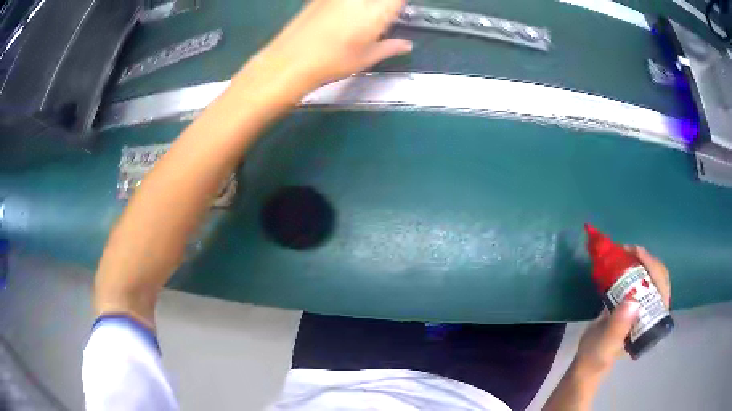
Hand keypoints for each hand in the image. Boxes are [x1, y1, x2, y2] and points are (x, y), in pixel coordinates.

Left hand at [259, 0, 411, 89]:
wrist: (290, 60)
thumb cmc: (332, 62)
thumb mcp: (366, 58)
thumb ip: (390, 47)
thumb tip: (405, 44)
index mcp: (377, 11)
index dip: (398, 4)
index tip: (397, 10)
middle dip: (382, 5)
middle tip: (380, 14)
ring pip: (359, 0)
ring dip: (364, 6)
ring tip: (359, 18)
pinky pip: (340, 0)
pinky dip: (346, 6)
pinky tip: (341, 15)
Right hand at [574, 246, 670, 375]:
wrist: (588, 360)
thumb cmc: (597, 355)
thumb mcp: (605, 345)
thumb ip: (618, 327)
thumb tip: (633, 301)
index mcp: (651, 323)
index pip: (662, 290)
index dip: (654, 269)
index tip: (637, 254)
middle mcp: (652, 312)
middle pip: (659, 278)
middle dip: (647, 260)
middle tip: (629, 250)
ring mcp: (644, 305)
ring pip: (651, 276)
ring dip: (641, 261)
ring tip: (625, 252)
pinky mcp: (634, 301)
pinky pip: (640, 279)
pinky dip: (633, 266)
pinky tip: (623, 261)